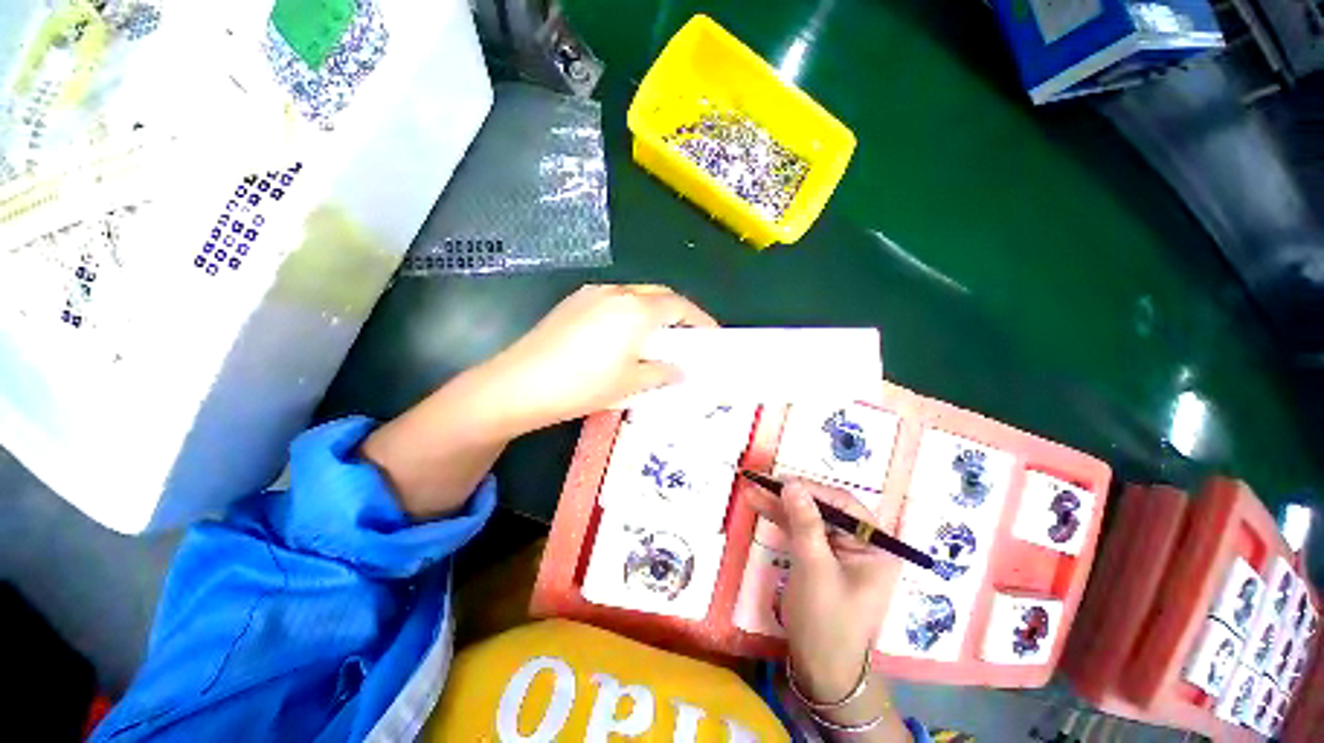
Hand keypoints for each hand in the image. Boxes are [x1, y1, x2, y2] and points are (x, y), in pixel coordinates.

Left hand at [477, 284, 717, 437]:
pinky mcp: (572, 302)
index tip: (711, 335)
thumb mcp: (629, 383)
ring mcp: (591, 294)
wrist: (519, 384)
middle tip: (685, 337)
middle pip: (658, 295)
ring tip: (656, 338)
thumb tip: (680, 370)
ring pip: (634, 296)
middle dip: (677, 313)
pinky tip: (622, 337)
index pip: (678, 306)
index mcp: (635, 310)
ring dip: (652, 312)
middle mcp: (616, 293)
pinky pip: (612, 301)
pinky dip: (628, 314)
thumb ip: (661, 372)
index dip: (699, 319)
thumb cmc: (582, 386)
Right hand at [745, 478, 899, 702]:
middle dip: (790, 496)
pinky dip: (779, 519)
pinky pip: (799, 531)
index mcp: (875, 546)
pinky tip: (759, 505)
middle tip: (762, 482)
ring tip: (752, 489)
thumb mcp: (815, 569)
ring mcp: (837, 550)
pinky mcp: (818, 556)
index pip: (844, 506)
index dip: (813, 490)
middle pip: (822, 509)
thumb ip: (805, 523)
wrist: (819, 669)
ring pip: (807, 518)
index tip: (782, 481)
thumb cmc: (826, 621)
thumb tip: (792, 483)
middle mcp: (859, 543)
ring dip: (779, 505)